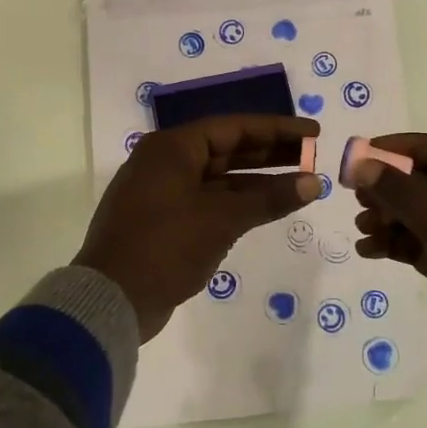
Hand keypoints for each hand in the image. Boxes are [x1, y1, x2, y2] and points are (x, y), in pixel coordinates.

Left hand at [74, 115, 320, 340]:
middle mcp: (165, 162)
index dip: (278, 129)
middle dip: (271, 153)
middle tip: (313, 156)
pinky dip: (238, 203)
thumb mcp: (221, 219)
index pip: (235, 127)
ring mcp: (163, 192)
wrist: (111, 300)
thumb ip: (269, 198)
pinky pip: (208, 200)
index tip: (314, 133)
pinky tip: (268, 208)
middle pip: (228, 149)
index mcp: (172, 148)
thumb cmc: (166, 246)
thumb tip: (314, 183)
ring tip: (301, 183)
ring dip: (258, 181)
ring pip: (220, 178)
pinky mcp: (164, 220)